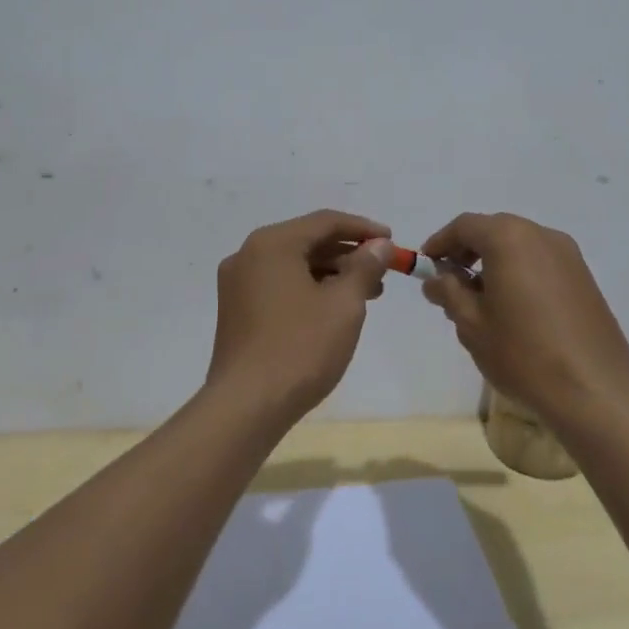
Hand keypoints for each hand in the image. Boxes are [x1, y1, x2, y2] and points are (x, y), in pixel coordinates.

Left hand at [207, 210, 395, 421]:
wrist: (246, 406)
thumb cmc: (300, 348)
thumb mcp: (344, 305)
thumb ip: (365, 267)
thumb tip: (379, 245)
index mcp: (272, 244)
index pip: (325, 222)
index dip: (363, 229)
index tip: (392, 242)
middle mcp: (248, 255)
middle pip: (307, 242)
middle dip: (348, 255)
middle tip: (383, 272)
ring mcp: (238, 284)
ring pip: (294, 266)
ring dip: (331, 274)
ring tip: (367, 294)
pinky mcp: (236, 311)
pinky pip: (279, 285)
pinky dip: (309, 289)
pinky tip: (334, 310)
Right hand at [420, 212, 628, 423]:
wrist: (595, 391)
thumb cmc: (523, 354)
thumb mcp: (472, 324)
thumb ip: (449, 293)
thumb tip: (436, 279)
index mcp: (509, 238)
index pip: (465, 226)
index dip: (441, 242)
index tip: (426, 265)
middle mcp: (541, 235)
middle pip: (495, 230)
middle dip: (468, 251)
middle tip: (451, 283)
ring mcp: (569, 255)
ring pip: (520, 245)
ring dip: (495, 261)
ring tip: (482, 301)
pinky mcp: (585, 277)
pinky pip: (542, 262)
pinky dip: (520, 272)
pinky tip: (515, 308)